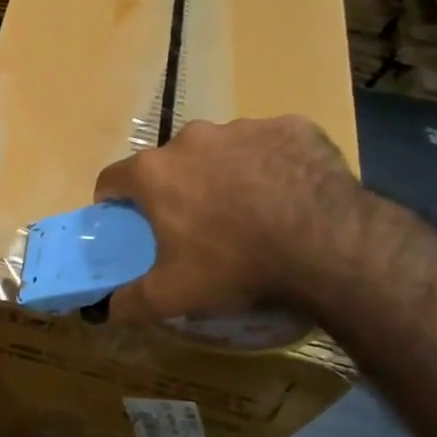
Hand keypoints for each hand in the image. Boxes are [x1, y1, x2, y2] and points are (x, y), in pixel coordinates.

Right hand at [93, 115, 361, 321]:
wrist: (328, 244)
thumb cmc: (236, 265)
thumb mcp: (173, 296)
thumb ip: (130, 301)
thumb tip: (108, 309)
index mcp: (154, 172)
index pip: (112, 179)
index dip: (114, 202)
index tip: (128, 222)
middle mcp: (192, 138)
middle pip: (170, 163)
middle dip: (177, 188)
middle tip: (197, 225)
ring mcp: (243, 127)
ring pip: (221, 150)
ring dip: (225, 174)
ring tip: (250, 212)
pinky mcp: (291, 127)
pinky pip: (270, 144)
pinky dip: (271, 165)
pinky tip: (289, 196)